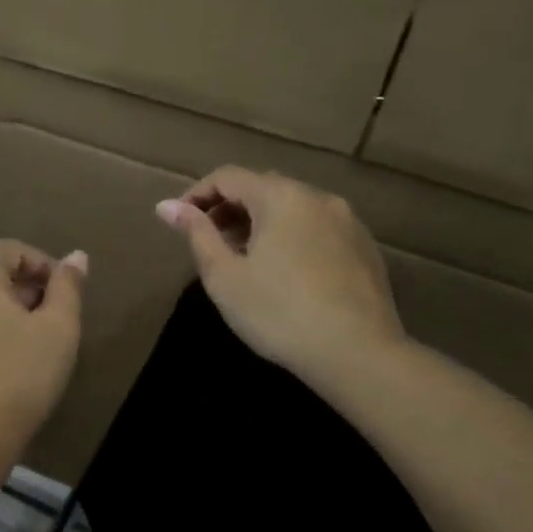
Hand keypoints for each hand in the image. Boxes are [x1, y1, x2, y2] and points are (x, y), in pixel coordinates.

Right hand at [156, 167, 402, 377]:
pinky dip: (290, 237)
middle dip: (228, 209)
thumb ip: (196, 234)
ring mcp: (348, 222)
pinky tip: (283, 274)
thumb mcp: (224, 276)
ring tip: (242, 259)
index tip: (177, 222)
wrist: (359, 354)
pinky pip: (316, 229)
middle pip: (262, 188)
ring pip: (292, 208)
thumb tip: (166, 206)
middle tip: (208, 243)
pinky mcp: (365, 249)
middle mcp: (318, 198)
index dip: (196, 195)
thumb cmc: (278, 313)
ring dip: (260, 223)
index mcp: (280, 197)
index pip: (228, 177)